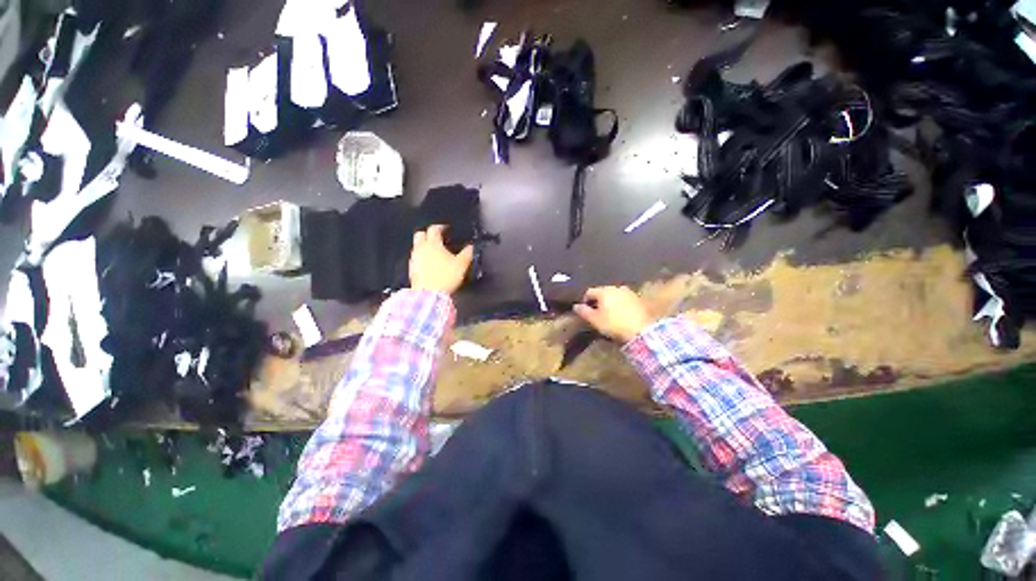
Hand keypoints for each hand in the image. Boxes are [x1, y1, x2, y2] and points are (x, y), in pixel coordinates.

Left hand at [410, 225, 473, 293]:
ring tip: (435, 251)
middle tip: (438, 238)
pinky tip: (429, 263)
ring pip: (417, 246)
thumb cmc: (446, 276)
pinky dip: (422, 256)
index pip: (434, 228)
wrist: (428, 294)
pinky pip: (416, 257)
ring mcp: (414, 258)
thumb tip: (471, 246)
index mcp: (433, 243)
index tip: (447, 229)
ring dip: (424, 245)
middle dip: (428, 233)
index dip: (441, 227)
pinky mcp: (412, 269)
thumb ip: (467, 253)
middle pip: (420, 234)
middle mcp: (421, 248)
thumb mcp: (461, 264)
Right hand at [574, 286, 654, 342]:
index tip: (585, 311)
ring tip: (609, 314)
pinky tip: (620, 314)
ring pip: (614, 295)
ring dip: (610, 302)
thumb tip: (576, 306)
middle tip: (596, 313)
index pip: (589, 292)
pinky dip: (620, 304)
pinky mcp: (638, 299)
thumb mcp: (595, 320)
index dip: (585, 301)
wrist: (642, 330)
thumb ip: (584, 311)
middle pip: (602, 292)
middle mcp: (616, 287)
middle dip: (598, 301)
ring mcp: (628, 292)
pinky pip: (624, 299)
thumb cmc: (614, 324)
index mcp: (603, 291)